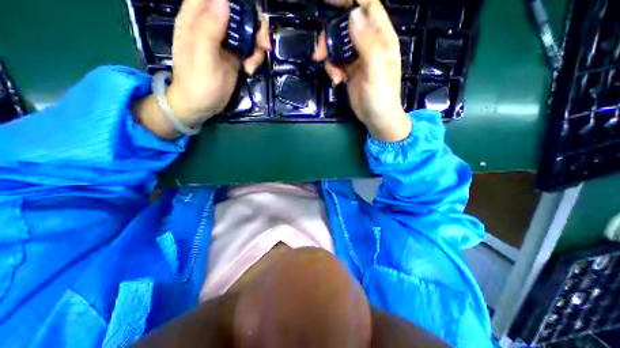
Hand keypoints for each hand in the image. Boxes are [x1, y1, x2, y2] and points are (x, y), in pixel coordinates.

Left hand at [168, 1, 269, 126]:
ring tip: (253, 65)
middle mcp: (213, 25)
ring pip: (248, 32)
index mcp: (197, 18)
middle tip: (263, 46)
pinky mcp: (235, 56)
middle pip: (239, 14)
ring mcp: (226, 42)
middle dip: (255, 27)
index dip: (237, 4)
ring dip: (257, 47)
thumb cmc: (197, 82)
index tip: (250, 18)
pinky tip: (250, 70)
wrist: (202, 105)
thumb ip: (209, 29)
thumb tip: (224, 0)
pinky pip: (250, 50)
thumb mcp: (202, 57)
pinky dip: (255, 58)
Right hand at [315, 0, 410, 142]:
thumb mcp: (376, 69)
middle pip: (347, 27)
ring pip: (339, 46)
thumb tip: (354, 15)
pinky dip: (333, 70)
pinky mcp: (350, 72)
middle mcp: (370, 44)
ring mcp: (359, 58)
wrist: (377, 119)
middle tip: (319, 52)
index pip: (367, 6)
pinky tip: (337, 81)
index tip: (329, 2)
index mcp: (382, 38)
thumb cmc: (381, 96)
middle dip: (331, 36)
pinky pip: (337, 63)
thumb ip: (367, 42)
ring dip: (330, 57)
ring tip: (333, 75)